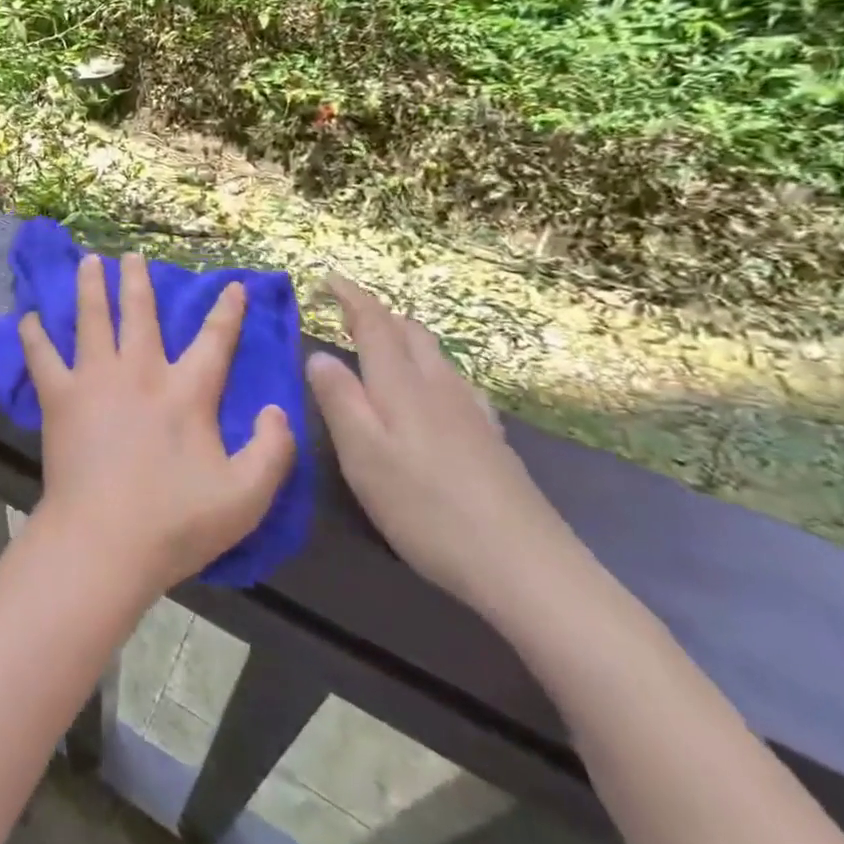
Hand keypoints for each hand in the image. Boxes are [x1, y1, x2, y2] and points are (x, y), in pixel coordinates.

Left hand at [20, 253, 295, 596]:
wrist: (104, 541)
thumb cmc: (175, 522)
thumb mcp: (246, 497)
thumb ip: (273, 451)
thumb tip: (279, 409)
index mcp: (186, 393)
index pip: (214, 341)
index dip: (227, 311)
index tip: (232, 284)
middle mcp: (140, 373)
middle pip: (140, 314)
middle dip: (139, 281)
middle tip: (133, 255)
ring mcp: (95, 380)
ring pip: (92, 320)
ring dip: (91, 288)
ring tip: (89, 261)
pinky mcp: (59, 398)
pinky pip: (41, 356)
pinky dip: (33, 334)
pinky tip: (26, 317)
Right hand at [305, 276, 585, 622]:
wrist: (525, 566)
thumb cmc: (426, 507)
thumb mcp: (362, 454)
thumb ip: (338, 399)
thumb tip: (318, 355)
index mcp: (401, 385)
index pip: (374, 323)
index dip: (351, 296)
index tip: (328, 277)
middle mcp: (439, 386)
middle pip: (410, 332)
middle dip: (377, 314)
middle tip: (346, 313)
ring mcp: (471, 412)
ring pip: (435, 355)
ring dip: (404, 339)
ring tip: (381, 348)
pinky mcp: (490, 440)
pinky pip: (454, 383)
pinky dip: (430, 369)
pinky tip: (432, 395)